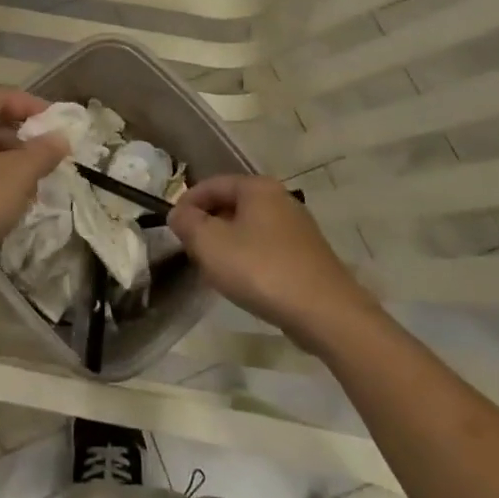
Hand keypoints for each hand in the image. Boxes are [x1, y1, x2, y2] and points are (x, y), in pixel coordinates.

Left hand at [0, 89, 68, 309]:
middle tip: (50, 157)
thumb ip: (43, 152)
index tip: (61, 125)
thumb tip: (61, 137)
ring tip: (33, 184)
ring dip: (7, 160)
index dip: (35, 108)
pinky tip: (6, 200)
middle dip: (22, 139)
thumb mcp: (16, 178)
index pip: (1, 97)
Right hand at [168, 175, 377, 346]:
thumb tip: (179, 213)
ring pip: (248, 228)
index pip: (211, 184)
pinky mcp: (307, 256)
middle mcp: (280, 199)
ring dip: (226, 244)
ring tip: (213, 270)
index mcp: (257, 187)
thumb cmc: (261, 269)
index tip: (173, 228)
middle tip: (191, 250)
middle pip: (231, 205)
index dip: (187, 203)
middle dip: (207, 225)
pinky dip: (248, 258)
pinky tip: (243, 282)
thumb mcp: (210, 244)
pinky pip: (266, 248)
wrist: (325, 313)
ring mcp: (298, 228)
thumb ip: (187, 223)